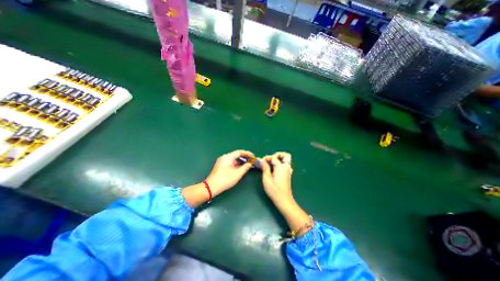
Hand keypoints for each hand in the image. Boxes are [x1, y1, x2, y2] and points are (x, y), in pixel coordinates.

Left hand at [206, 149, 255, 195]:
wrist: (211, 187)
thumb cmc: (225, 179)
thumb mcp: (237, 174)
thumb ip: (245, 167)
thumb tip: (250, 164)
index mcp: (228, 157)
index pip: (239, 152)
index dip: (247, 153)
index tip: (253, 156)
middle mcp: (224, 157)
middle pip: (236, 155)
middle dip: (244, 157)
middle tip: (251, 161)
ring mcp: (222, 161)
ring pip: (233, 159)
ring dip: (241, 161)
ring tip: (247, 165)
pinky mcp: (220, 166)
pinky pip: (230, 162)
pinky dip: (236, 164)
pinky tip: (240, 168)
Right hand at [260, 152, 292, 206]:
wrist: (284, 200)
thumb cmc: (274, 190)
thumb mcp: (267, 178)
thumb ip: (264, 168)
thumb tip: (261, 160)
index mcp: (281, 167)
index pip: (274, 157)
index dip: (266, 158)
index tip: (261, 162)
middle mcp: (286, 167)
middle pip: (285, 155)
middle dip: (277, 155)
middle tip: (270, 160)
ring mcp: (288, 171)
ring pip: (286, 160)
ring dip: (279, 159)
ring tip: (271, 163)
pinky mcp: (288, 174)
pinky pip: (286, 165)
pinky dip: (281, 164)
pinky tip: (275, 169)